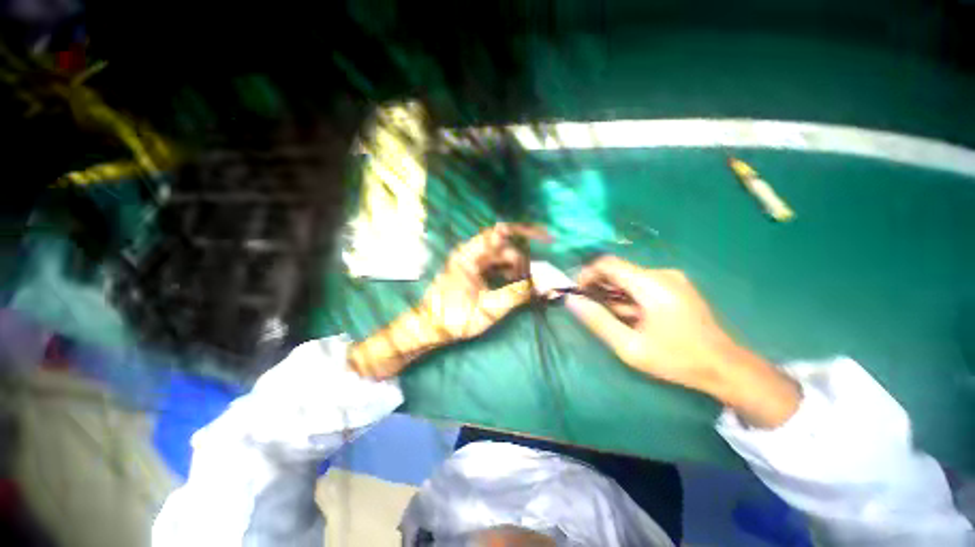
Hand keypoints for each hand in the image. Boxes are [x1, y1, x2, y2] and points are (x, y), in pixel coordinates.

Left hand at [418, 223, 549, 341]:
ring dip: (515, 266)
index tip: (546, 239)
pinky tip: (512, 282)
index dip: (525, 231)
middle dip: (521, 260)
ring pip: (500, 256)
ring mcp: (470, 261)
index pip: (501, 232)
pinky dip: (506, 270)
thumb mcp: (488, 309)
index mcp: (470, 256)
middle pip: (503, 247)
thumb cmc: (455, 318)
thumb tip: (543, 285)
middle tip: (532, 279)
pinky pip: (494, 264)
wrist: (430, 328)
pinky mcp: (471, 270)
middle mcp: (470, 253)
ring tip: (523, 284)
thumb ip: (516, 294)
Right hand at [565, 256, 799, 427]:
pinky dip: (628, 297)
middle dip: (599, 286)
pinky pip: (641, 284)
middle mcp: (662, 274)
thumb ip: (598, 321)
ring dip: (614, 294)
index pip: (608, 263)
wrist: (724, 366)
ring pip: (628, 278)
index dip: (587, 274)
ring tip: (614, 318)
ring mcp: (671, 279)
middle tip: (591, 309)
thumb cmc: (676, 359)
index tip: (577, 292)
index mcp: (651, 284)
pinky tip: (632, 316)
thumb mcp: (630, 346)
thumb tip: (571, 300)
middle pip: (618, 270)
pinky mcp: (675, 286)